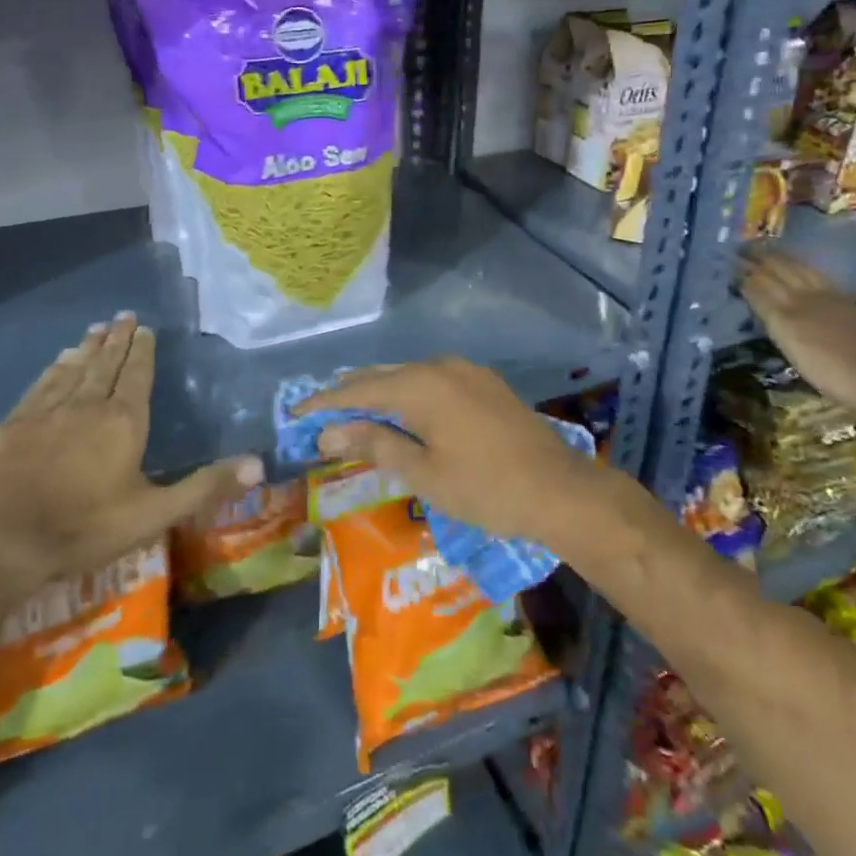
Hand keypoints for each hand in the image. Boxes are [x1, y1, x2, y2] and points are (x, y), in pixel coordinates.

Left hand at [0, 315, 260, 599]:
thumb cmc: (82, 527)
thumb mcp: (153, 514)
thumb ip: (205, 487)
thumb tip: (258, 463)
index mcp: (123, 421)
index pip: (136, 375)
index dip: (142, 351)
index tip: (144, 327)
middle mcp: (87, 405)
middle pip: (105, 364)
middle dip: (117, 339)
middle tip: (123, 315)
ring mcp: (46, 412)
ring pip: (73, 370)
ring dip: (87, 348)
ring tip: (95, 329)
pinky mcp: (12, 425)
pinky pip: (41, 385)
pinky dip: (53, 369)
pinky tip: (57, 361)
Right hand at [302, 357, 598, 542]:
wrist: (560, 489)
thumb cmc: (486, 488)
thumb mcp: (424, 473)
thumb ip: (377, 444)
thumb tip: (331, 431)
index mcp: (421, 385)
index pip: (359, 389)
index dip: (325, 402)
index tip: (295, 413)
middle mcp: (441, 366)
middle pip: (383, 375)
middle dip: (350, 394)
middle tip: (320, 415)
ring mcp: (466, 371)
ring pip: (409, 376)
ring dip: (380, 392)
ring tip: (354, 413)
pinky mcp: (484, 383)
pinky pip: (433, 380)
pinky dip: (408, 394)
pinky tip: (402, 412)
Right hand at [739, 254, 855, 417]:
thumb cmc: (827, 372)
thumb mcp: (789, 347)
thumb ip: (771, 317)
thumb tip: (752, 292)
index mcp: (784, 312)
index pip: (757, 284)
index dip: (742, 273)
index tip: (728, 262)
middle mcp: (802, 296)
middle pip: (776, 270)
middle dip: (756, 259)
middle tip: (740, 250)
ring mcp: (825, 294)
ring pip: (795, 267)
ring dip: (777, 257)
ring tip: (763, 251)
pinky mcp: (842, 298)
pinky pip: (813, 273)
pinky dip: (798, 265)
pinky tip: (795, 265)